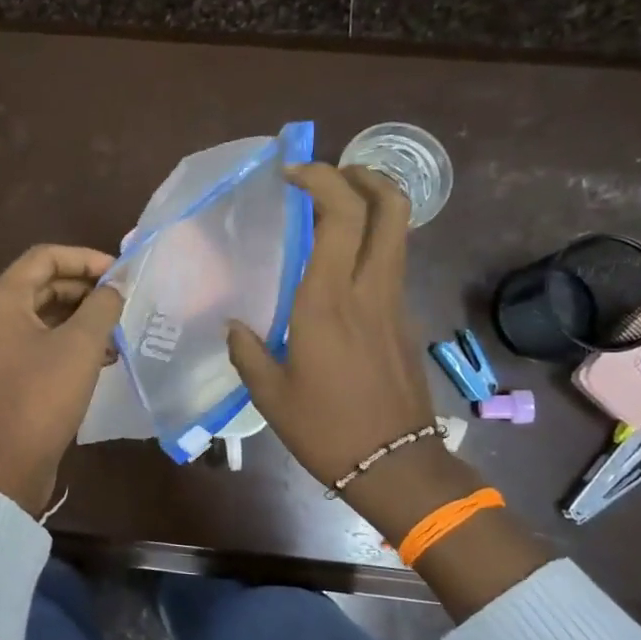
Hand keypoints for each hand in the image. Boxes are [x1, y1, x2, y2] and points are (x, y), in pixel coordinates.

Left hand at [0, 244, 123, 515]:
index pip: (45, 257)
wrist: (7, 466)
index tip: (120, 274)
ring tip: (118, 330)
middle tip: (123, 301)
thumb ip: (102, 306)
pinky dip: (69, 343)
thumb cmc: (42, 397)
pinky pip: (40, 343)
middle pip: (43, 285)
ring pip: (43, 316)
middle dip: (85, 289)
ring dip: (81, 318)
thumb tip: (115, 287)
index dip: (85, 258)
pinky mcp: (5, 374)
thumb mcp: (81, 346)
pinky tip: (103, 357)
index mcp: (0, 300)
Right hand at [227, 164, 437, 492]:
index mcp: (329, 301)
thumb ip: (246, 351)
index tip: (292, 174)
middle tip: (331, 175)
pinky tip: (342, 269)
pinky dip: (371, 246)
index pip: (340, 216)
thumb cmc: (325, 429)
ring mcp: (395, 304)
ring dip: (372, 206)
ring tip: (334, 211)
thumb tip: (235, 328)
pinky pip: (391, 266)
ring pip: (398, 234)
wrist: (394, 464)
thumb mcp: (270, 394)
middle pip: (390, 207)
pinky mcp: (405, 322)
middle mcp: (369, 290)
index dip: (321, 180)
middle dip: (365, 175)